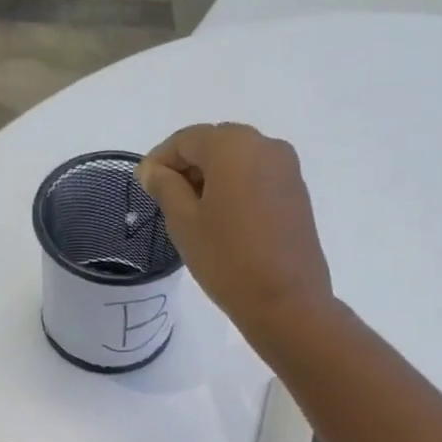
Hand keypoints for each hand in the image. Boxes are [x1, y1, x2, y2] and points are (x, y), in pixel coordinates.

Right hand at [137, 122, 333, 339]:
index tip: (144, 186)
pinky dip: (236, 189)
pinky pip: (257, 178)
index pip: (186, 139)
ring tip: (195, 215)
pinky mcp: (297, 193)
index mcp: (233, 145)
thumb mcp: (184, 223)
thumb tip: (152, 169)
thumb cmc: (227, 260)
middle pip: (215, 144)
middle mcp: (265, 145)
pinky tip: (224, 221)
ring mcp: (286, 169)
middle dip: (188, 167)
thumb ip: (165, 187)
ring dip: (212, 178)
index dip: (160, 159)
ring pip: (238, 161)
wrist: (286, 301)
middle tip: (167, 201)